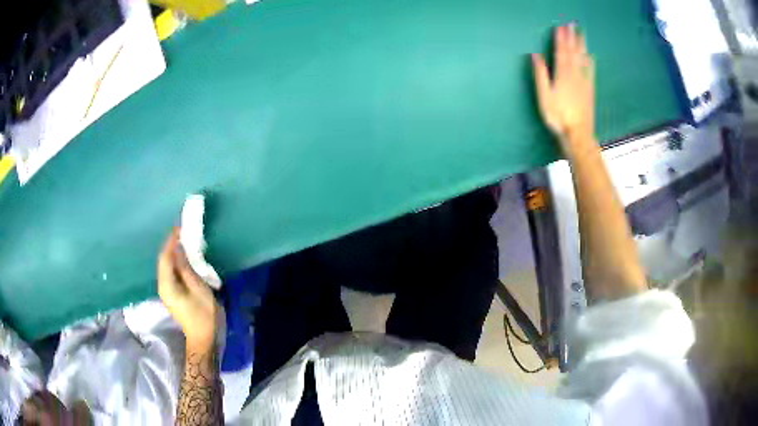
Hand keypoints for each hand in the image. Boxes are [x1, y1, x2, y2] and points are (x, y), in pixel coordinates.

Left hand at [158, 228, 218, 351]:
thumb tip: (179, 247)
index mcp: (167, 284)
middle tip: (185, 232)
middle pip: (163, 260)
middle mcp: (162, 285)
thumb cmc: (204, 315)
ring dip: (174, 252)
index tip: (181, 227)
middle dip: (172, 244)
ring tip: (186, 241)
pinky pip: (171, 272)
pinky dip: (176, 262)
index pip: (165, 256)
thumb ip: (187, 267)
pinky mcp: (172, 293)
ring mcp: (166, 290)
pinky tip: (186, 258)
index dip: (171, 241)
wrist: (203, 339)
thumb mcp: (199, 289)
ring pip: (166, 265)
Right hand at [532, 24, 595, 154]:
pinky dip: (590, 62)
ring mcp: (584, 82)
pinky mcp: (590, 90)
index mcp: (562, 75)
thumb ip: (540, 75)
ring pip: (582, 59)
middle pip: (573, 52)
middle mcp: (574, 75)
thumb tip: (535, 56)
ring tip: (581, 33)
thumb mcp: (544, 97)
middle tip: (572, 24)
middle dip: (572, 37)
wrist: (578, 134)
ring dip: (581, 45)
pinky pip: (590, 72)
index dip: (560, 39)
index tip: (560, 27)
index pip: (561, 52)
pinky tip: (591, 56)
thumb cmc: (558, 117)